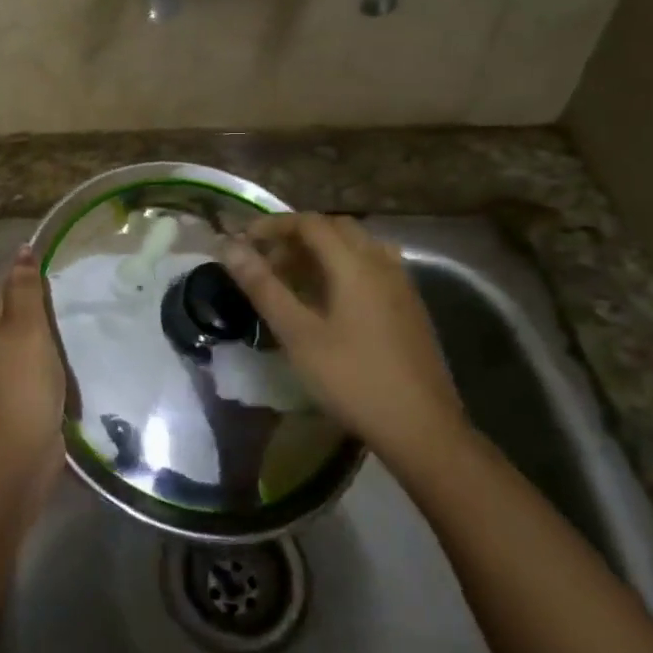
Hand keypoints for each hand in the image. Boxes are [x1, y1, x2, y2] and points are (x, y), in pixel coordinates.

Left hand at [0, 246, 65, 487]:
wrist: (16, 454)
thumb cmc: (21, 380)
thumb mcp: (27, 325)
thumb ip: (26, 286)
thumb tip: (22, 248)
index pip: (7, 282)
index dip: (35, 282)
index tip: (65, 285)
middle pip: (17, 311)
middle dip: (45, 314)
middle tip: (74, 311)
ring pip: (28, 340)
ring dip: (50, 341)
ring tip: (75, 335)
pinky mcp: (11, 392)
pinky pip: (34, 366)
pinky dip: (50, 366)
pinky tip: (68, 366)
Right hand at [222, 214, 465, 457]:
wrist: (423, 429)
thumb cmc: (353, 380)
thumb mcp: (298, 335)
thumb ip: (263, 287)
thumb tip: (229, 247)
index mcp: (354, 263)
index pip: (309, 223)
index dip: (274, 225)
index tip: (245, 240)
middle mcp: (380, 262)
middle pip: (335, 228)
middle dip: (297, 236)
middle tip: (268, 260)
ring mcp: (401, 284)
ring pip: (356, 246)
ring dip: (322, 251)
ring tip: (294, 277)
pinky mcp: (409, 305)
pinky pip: (371, 266)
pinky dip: (343, 267)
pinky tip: (329, 299)